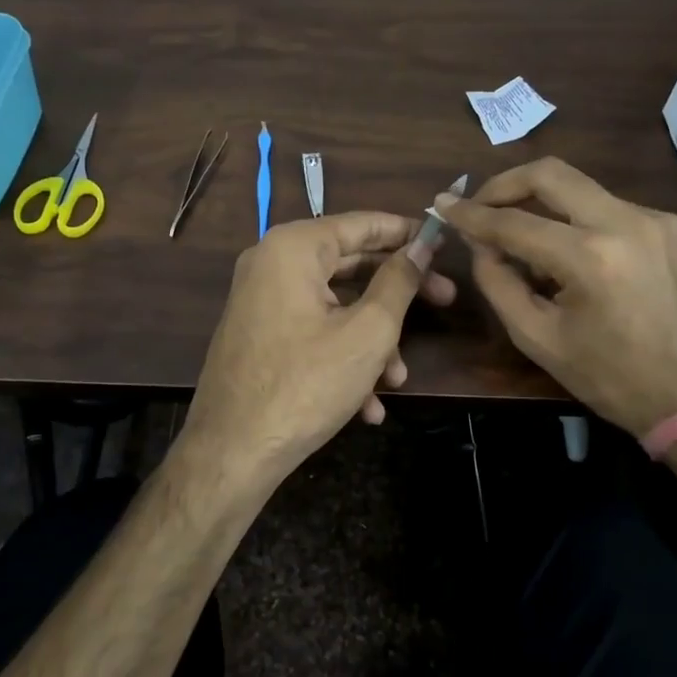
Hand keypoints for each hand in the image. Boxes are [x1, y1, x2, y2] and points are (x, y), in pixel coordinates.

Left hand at [179, 212, 456, 497]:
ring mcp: (261, 301)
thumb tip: (421, 247)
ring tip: (398, 379)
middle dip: (398, 294)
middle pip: (350, 264)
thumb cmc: (306, 384)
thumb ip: (399, 282)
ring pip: (335, 306)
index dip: (407, 232)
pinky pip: (311, 331)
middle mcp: (271, 263)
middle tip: (445, 301)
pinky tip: (367, 404)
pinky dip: (342, 356)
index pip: (362, 223)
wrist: (231, 453)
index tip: (444, 243)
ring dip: (373, 340)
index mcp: (294, 248)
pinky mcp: (259, 335)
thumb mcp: (367, 332)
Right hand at [435, 157, 676, 437]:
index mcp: (591, 258)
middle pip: (551, 174)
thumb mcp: (537, 338)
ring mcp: (655, 219)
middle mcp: (626, 222)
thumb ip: (498, 282)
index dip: (471, 214)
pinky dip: (576, 222)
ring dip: (542, 206)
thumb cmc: (610, 378)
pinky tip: (569, 256)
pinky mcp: (671, 225)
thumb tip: (478, 242)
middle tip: (480, 205)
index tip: (443, 204)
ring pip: (580, 189)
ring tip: (522, 242)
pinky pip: (608, 208)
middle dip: (505, 184)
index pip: (514, 222)